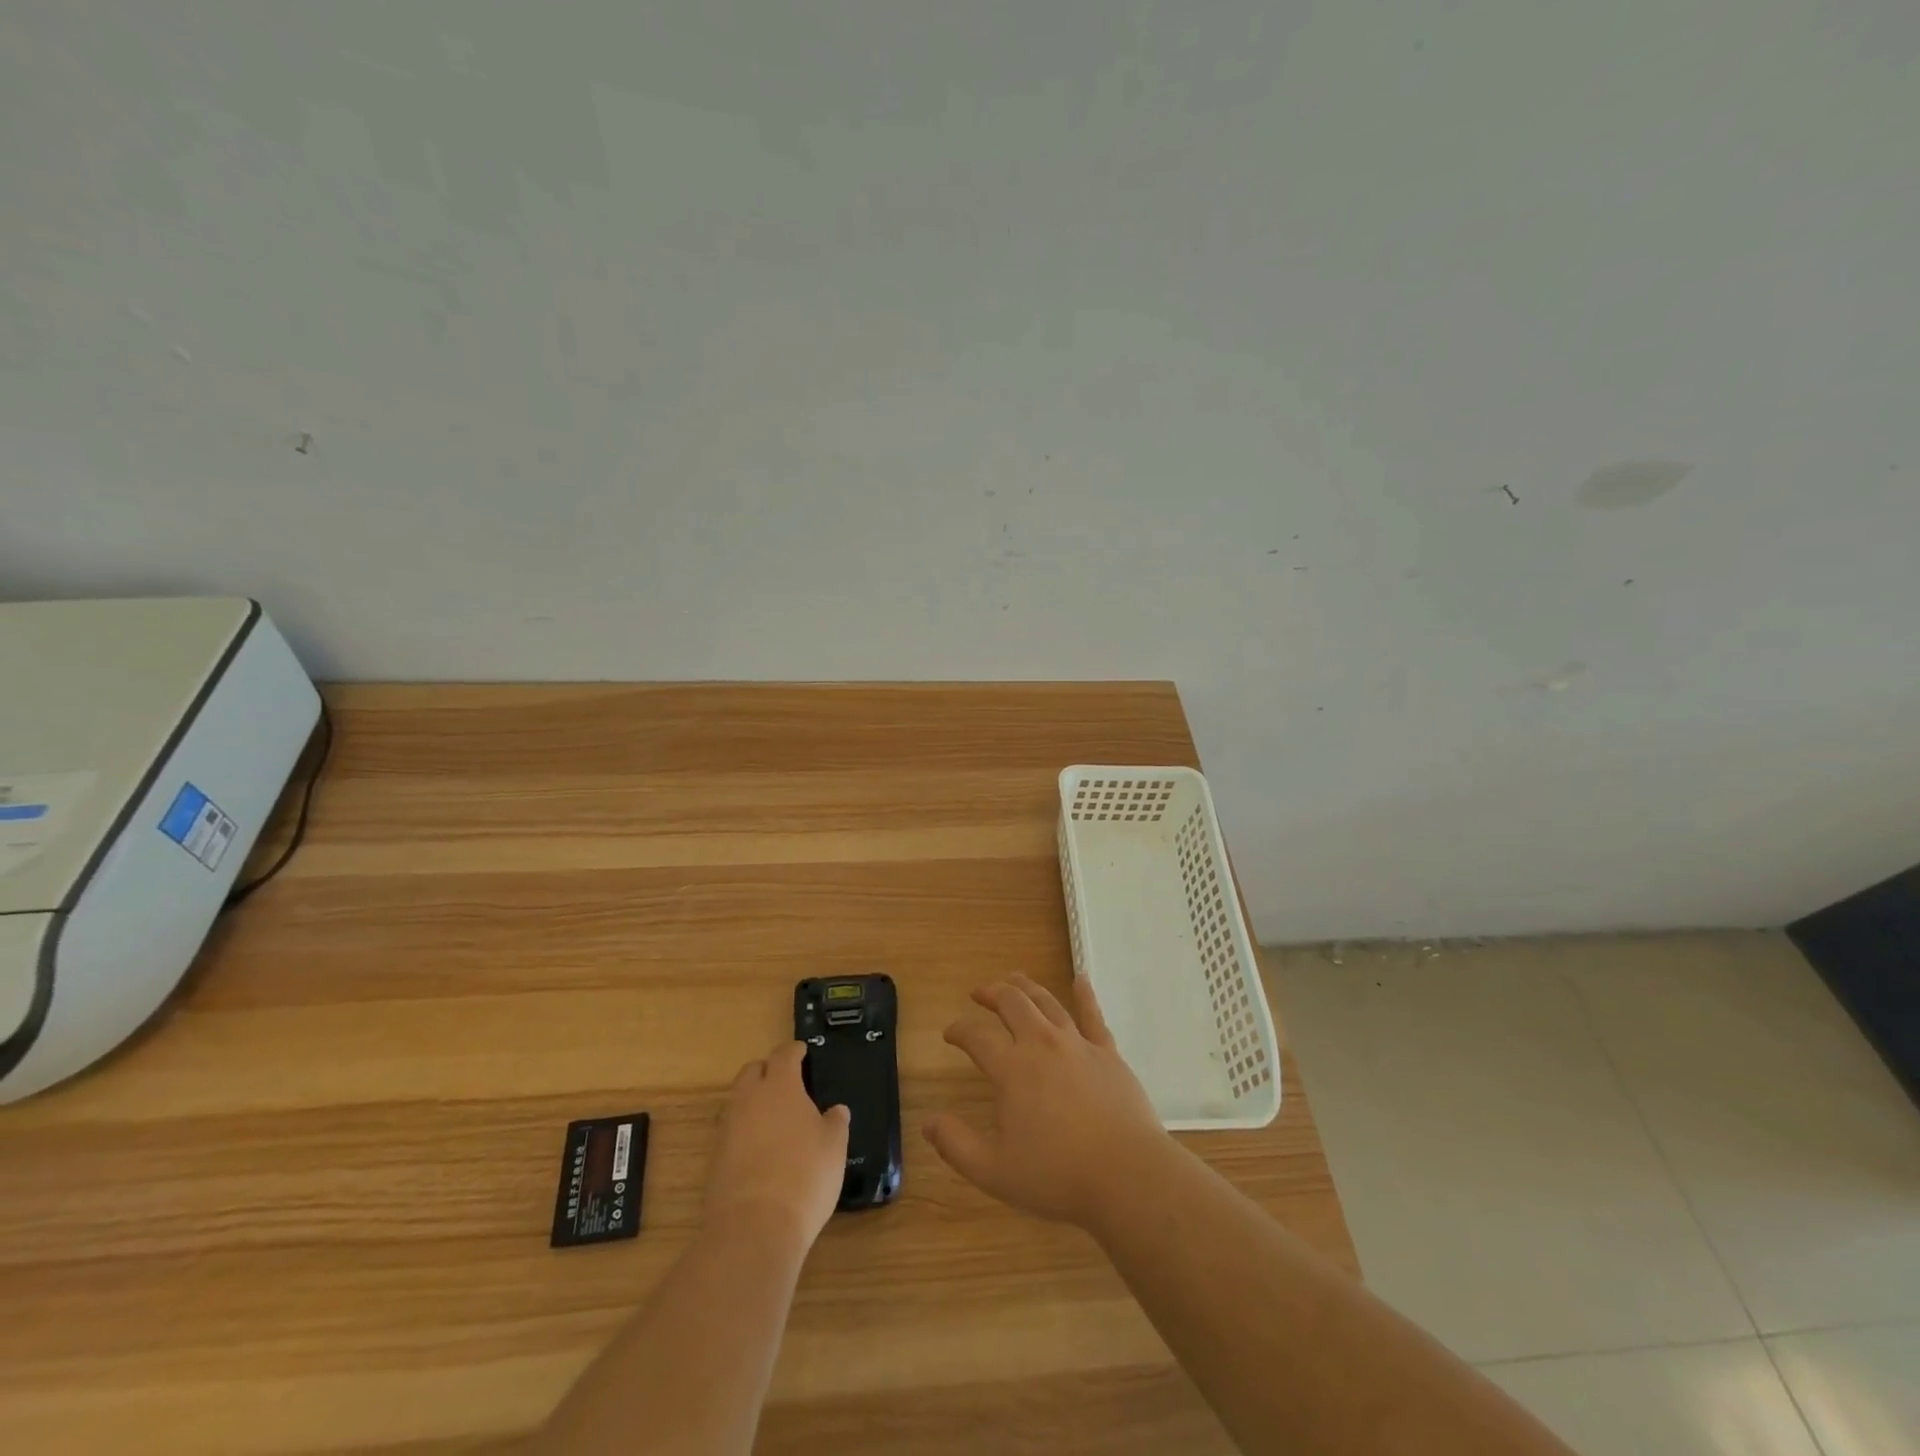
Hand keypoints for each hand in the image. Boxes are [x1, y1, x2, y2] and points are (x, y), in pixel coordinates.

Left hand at [704, 1042, 849, 1250]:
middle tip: (786, 1082)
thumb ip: (835, 1122)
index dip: (794, 1051)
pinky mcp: (714, 1159)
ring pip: (738, 1101)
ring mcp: (727, 1129)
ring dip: (753, 1102)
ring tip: (775, 1119)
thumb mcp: (834, 1146)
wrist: (754, 1228)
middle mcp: (748, 1099)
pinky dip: (745, 1132)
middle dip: (767, 1070)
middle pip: (752, 1071)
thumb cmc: (804, 1176)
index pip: (784, 1054)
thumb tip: (836, 1111)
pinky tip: (761, 1150)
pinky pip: (731, 1131)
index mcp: (780, 1086)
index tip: (803, 1052)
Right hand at [925, 973, 1169, 1227]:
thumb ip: (957, 1145)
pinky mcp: (1107, 1052)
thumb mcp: (995, 1171)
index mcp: (1011, 1069)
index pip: (976, 1037)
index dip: (958, 1030)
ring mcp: (1077, 1044)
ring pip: (1047, 1001)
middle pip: (1012, 1003)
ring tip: (1014, 979)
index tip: (950, 1032)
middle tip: (979, 992)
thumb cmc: (1057, 1176)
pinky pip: (1093, 1015)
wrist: (1127, 1175)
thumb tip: (928, 1122)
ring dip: (1026, 987)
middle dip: (991, 992)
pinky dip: (1085, 994)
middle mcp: (1041, 1044)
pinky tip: (1080, 979)